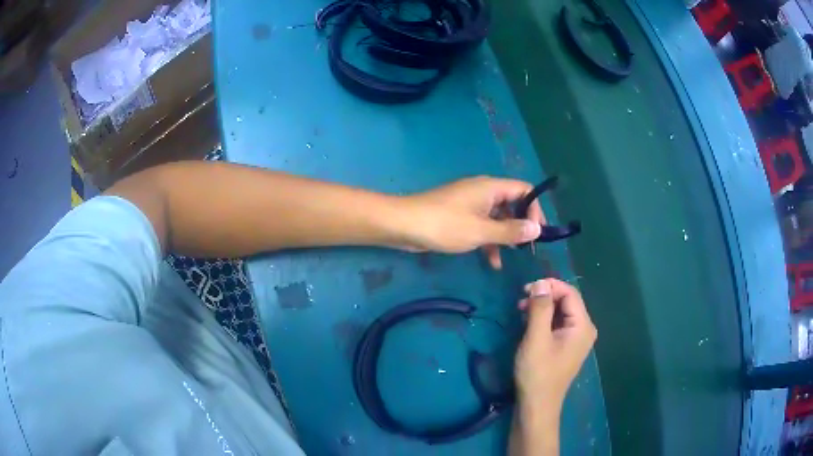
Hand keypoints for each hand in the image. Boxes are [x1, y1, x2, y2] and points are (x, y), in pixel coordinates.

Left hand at [402, 176, 544, 268]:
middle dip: (521, 225)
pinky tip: (492, 262)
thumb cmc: (445, 225)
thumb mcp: (481, 231)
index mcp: (491, 188)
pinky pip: (481, 226)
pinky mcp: (459, 217)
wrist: (404, 225)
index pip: (524, 190)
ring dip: (505, 236)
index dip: (535, 208)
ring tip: (513, 256)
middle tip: (528, 247)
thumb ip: (510, 231)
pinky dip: (489, 241)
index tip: (539, 232)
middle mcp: (483, 192)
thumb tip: (537, 229)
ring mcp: (470, 204)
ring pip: (497, 218)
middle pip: (512, 204)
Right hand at [515, 279, 596, 411]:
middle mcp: (584, 329)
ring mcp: (576, 339)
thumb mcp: (536, 339)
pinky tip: (528, 323)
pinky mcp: (566, 346)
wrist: (537, 406)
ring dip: (542, 307)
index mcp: (582, 326)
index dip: (549, 286)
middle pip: (567, 301)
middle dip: (545, 296)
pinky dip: (543, 319)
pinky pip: (558, 324)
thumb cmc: (537, 373)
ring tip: (521, 310)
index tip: (525, 289)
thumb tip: (541, 282)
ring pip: (561, 312)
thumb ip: (540, 308)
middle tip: (521, 299)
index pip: (570, 293)